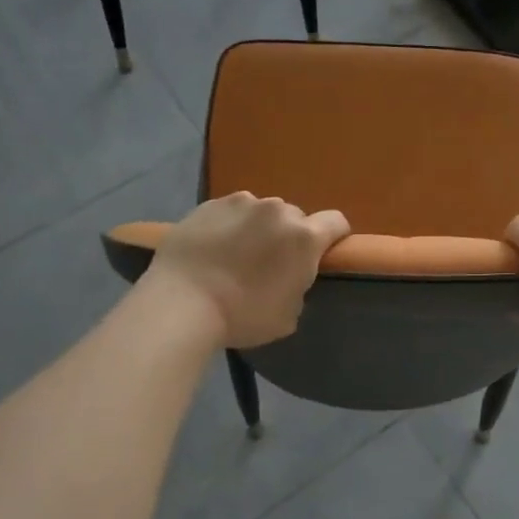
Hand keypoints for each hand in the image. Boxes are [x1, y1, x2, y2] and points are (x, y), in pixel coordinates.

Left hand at [145, 193, 350, 348]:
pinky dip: (229, 225)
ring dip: (258, 228)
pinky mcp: (209, 203)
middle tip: (270, 263)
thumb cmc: (242, 316)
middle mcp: (277, 210)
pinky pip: (231, 211)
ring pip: (261, 212)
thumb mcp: (288, 314)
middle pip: (295, 217)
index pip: (337, 222)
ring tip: (236, 254)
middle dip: (289, 236)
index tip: (322, 255)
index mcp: (304, 237)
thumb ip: (298, 286)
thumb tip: (289, 276)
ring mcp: (241, 203)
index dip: (334, 237)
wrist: (181, 304)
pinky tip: (213, 248)